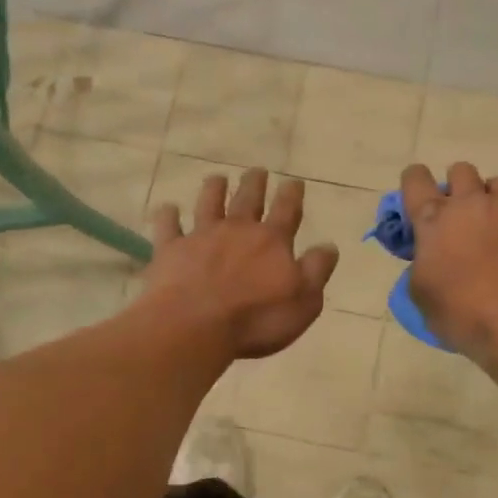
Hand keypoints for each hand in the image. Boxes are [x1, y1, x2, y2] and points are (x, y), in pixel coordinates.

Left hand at [140, 169, 340, 360]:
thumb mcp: (304, 301)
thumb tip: (329, 246)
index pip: (287, 210)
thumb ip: (317, 271)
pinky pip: (168, 226)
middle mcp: (237, 230)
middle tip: (257, 170)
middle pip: (247, 199)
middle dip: (254, 183)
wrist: (194, 326)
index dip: (292, 194)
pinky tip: (167, 209)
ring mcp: (200, 237)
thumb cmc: (256, 319)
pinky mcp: (170, 250)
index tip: (294, 181)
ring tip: (217, 178)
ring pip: (208, 204)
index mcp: (272, 241)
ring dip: (214, 189)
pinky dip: (168, 216)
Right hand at [400, 161, 497, 360]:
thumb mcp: (422, 295)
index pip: (415, 179)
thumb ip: (422, 264)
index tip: (419, 198)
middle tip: (463, 218)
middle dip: (459, 188)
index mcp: (434, 220)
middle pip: (461, 171)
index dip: (415, 182)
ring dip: (493, 203)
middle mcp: (472, 203)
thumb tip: (431, 258)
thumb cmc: (464, 314)